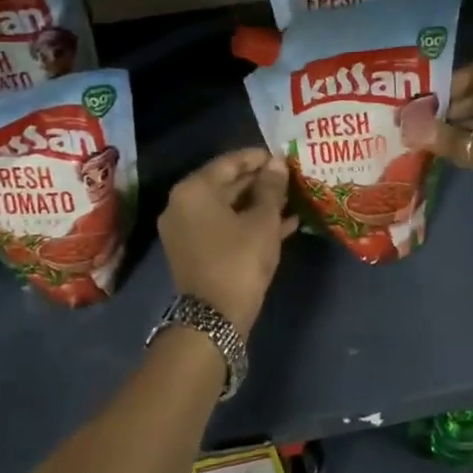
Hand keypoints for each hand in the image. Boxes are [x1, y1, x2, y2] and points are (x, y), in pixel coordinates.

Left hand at [159, 147, 298, 333]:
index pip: (229, 162)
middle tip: (289, 178)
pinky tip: (281, 224)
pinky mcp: (193, 250)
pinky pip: (223, 227)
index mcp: (193, 190)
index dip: (258, 158)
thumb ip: (270, 188)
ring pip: (226, 207)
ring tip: (290, 199)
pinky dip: (247, 224)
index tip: (282, 156)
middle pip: (225, 184)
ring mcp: (185, 230)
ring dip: (257, 204)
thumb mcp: (263, 220)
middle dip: (259, 182)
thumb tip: (276, 163)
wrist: (215, 317)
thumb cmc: (240, 260)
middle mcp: (182, 205)